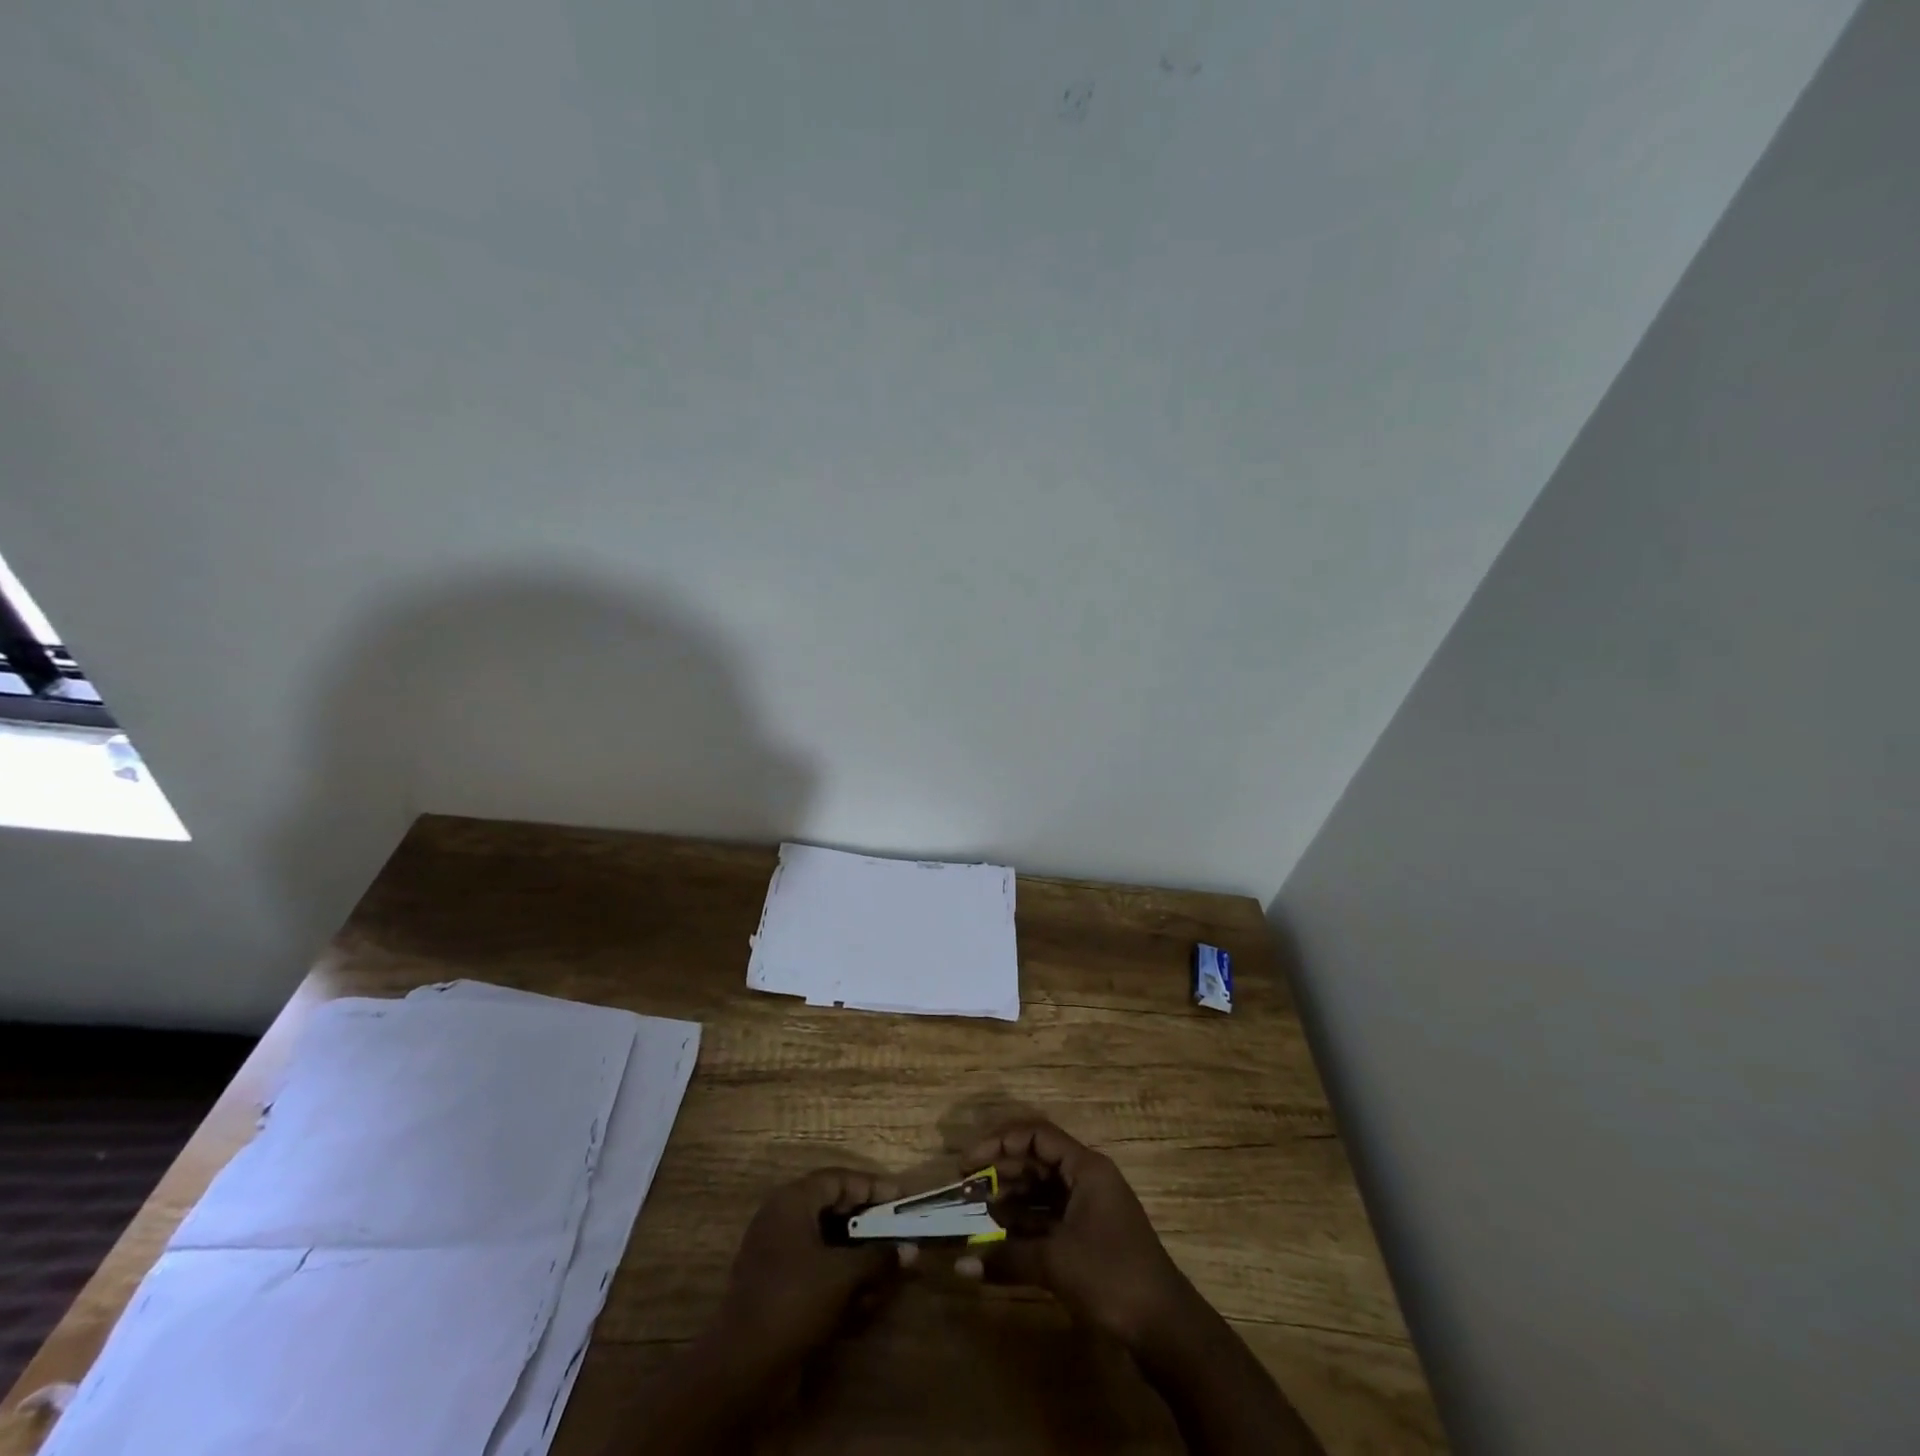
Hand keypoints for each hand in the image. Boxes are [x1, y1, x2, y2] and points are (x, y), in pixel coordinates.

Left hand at [714, 1168, 905, 1371]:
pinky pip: (817, 1271)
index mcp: (792, 1202)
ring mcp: (777, 1255)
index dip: (873, 1187)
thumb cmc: (793, 1302)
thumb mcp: (842, 1275)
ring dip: (859, 1258)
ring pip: (828, 1244)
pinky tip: (865, 1302)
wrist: (741, 1370)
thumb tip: (910, 1250)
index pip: (839, 1179)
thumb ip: (878, 1257)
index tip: (902, 1199)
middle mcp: (782, 1220)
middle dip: (868, 1226)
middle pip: (834, 1210)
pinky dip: (841, 1280)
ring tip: (887, 1274)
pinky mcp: (778, 1288)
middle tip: (898, 1234)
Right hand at [959, 1120, 1191, 1348]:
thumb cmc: (1111, 1276)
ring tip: (977, 1209)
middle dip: (1001, 1170)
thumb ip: (1006, 1258)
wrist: (1165, 1328)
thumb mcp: (1056, 1263)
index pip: (1037, 1135)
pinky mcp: (1090, 1236)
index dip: (1000, 1142)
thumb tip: (960, 1266)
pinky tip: (1000, 1234)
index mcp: (1086, 1167)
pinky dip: (1025, 1221)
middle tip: (966, 1187)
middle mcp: (1088, 1178)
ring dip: (1011, 1196)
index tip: (969, 1161)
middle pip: (1038, 1160)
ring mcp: (1090, 1208)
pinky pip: (1050, 1216)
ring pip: (1042, 1189)